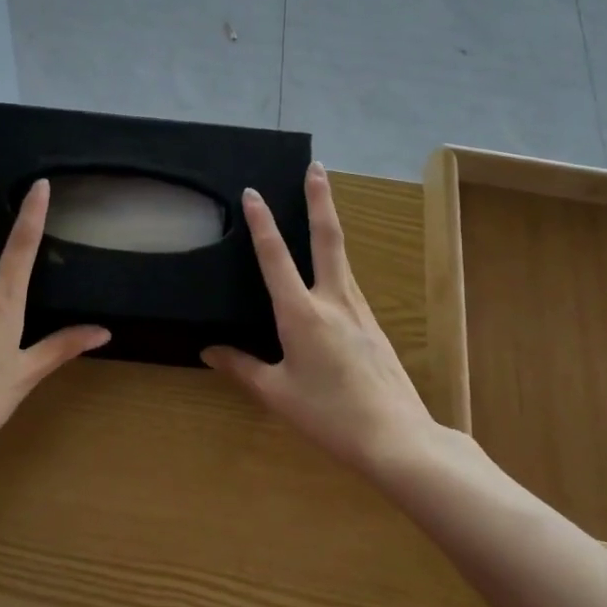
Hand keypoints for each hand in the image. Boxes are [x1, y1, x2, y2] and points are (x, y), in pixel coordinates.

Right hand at [202, 162, 483, 479]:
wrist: (397, 438)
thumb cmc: (329, 415)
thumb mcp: (277, 394)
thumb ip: (241, 367)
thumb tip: (209, 350)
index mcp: (302, 313)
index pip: (276, 257)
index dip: (261, 222)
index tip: (252, 192)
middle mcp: (334, 301)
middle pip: (328, 238)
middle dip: (320, 199)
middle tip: (316, 167)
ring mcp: (360, 311)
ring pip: (342, 260)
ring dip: (329, 227)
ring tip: (319, 208)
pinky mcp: (374, 326)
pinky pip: (349, 286)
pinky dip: (336, 267)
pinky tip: (329, 279)